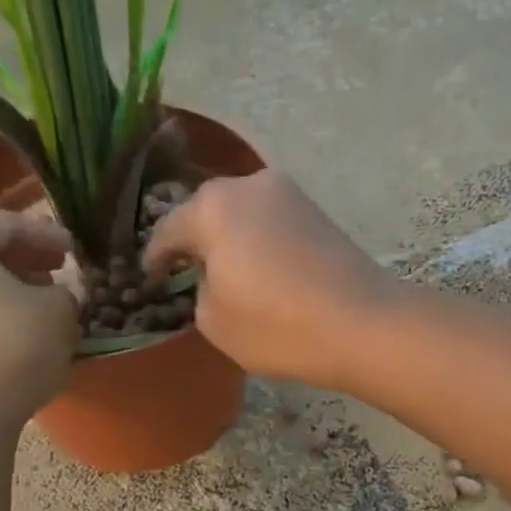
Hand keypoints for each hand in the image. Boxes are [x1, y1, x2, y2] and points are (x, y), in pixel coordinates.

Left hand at [0, 209, 78, 420]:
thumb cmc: (9, 343)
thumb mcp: (57, 309)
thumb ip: (65, 291)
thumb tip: (60, 295)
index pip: (3, 224)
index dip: (46, 235)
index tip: (75, 249)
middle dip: (22, 262)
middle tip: (58, 273)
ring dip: (4, 291)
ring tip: (42, 306)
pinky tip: (17, 334)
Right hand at [142, 170, 396, 386]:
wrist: (361, 324)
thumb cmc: (276, 325)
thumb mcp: (214, 321)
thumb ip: (200, 291)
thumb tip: (214, 278)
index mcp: (213, 207)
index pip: (169, 230)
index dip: (155, 258)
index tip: (149, 279)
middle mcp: (248, 185)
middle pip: (207, 211)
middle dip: (194, 240)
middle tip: (185, 271)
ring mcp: (288, 194)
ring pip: (242, 214)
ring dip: (229, 238)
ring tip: (225, 272)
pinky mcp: (317, 212)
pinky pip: (271, 222)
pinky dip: (259, 242)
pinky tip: (261, 269)